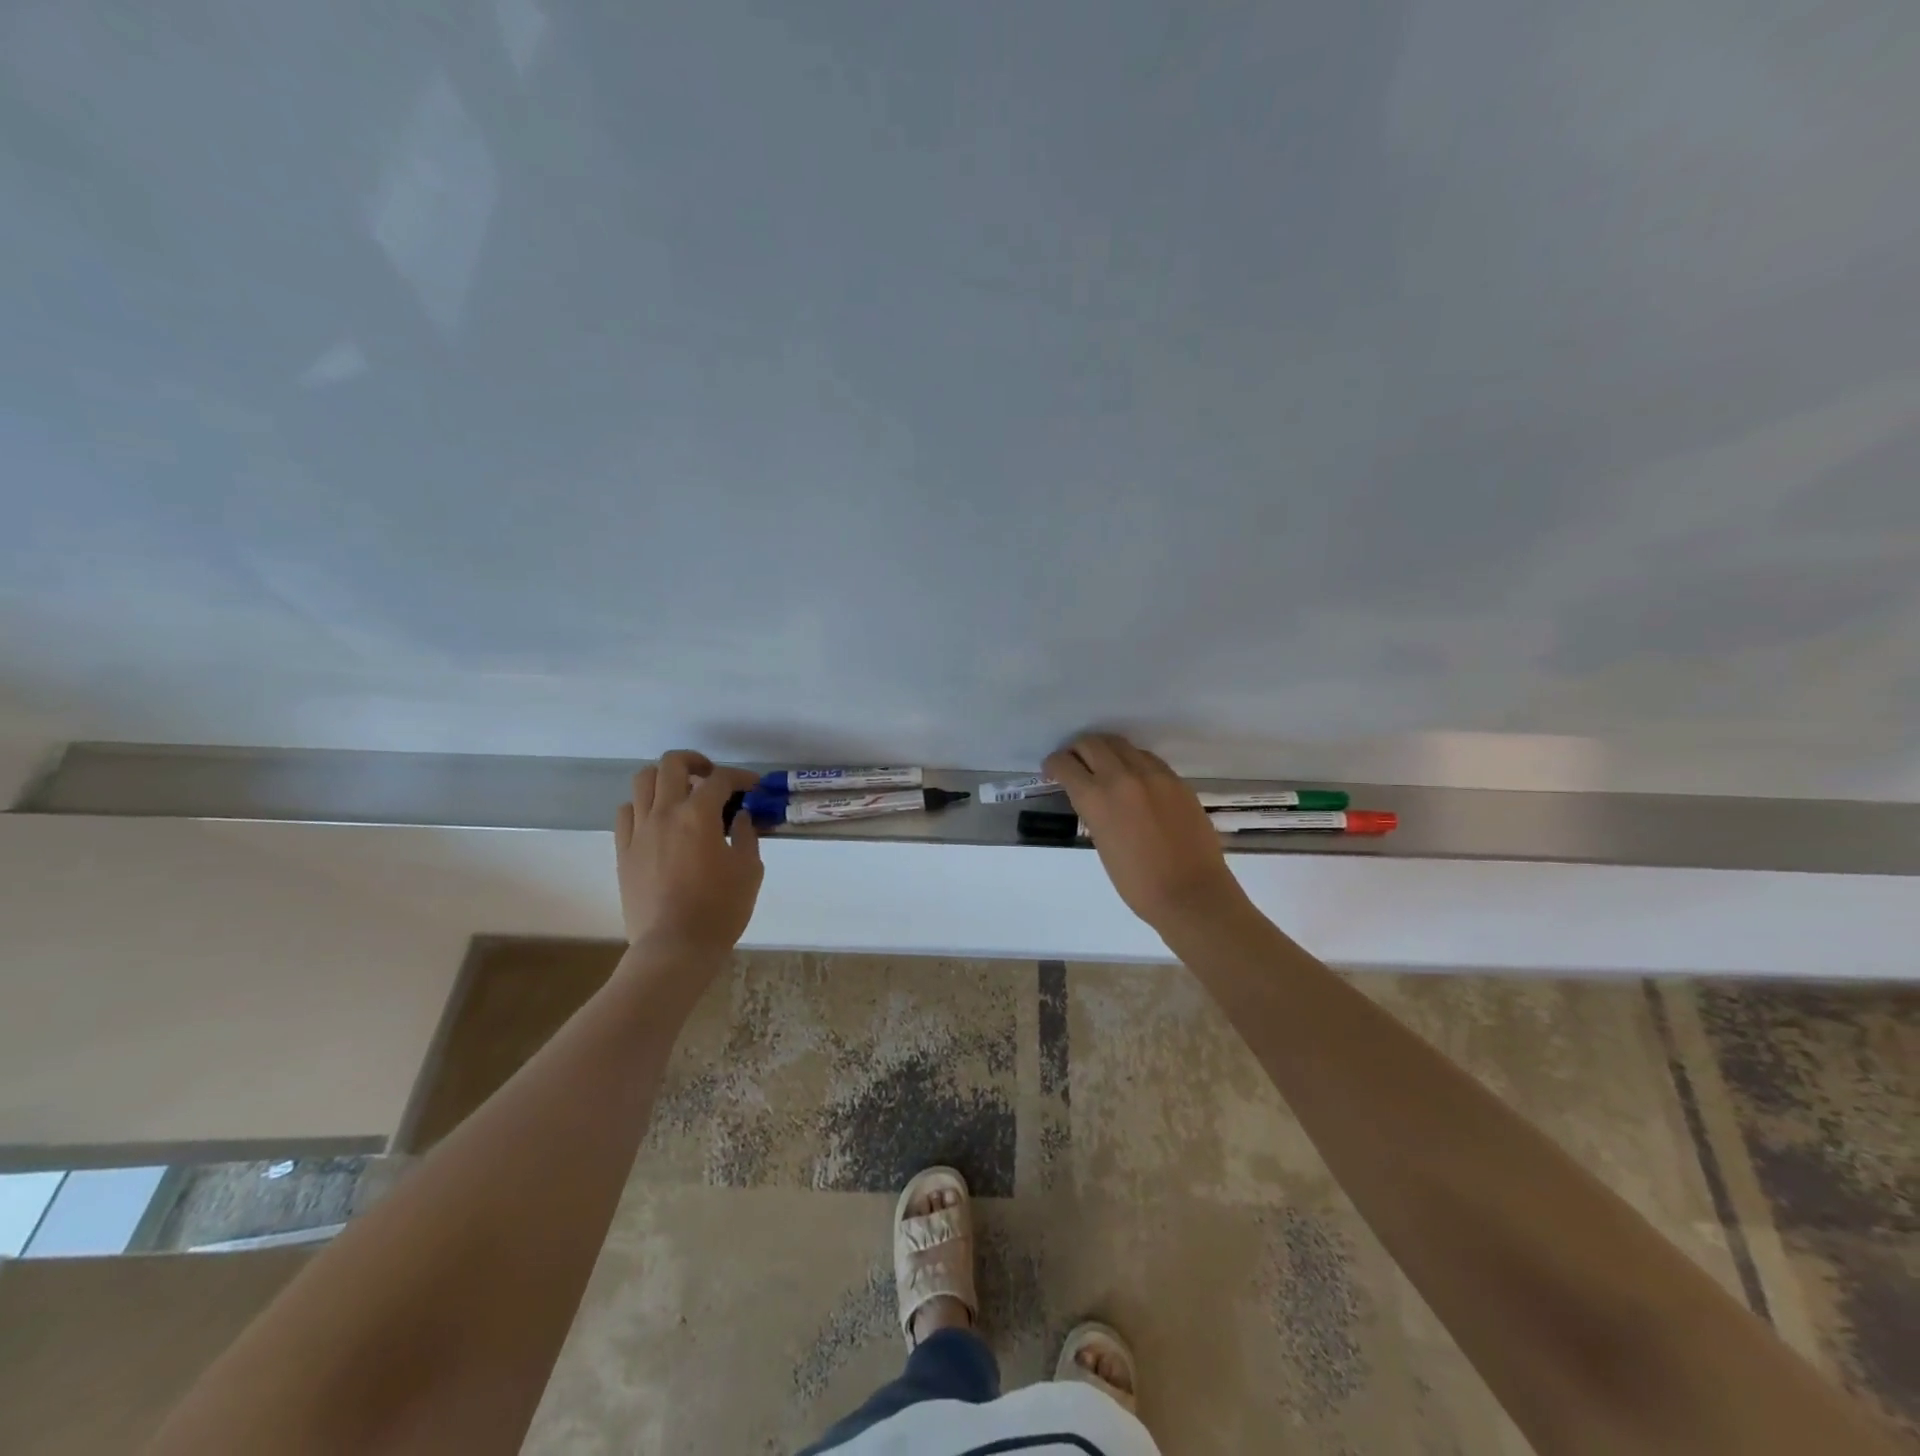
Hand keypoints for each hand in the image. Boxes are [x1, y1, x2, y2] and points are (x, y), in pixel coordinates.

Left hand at [615, 751, 763, 961]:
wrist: (674, 947)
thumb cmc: (720, 909)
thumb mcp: (749, 870)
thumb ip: (746, 836)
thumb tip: (740, 817)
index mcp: (699, 815)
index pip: (720, 779)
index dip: (740, 777)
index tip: (753, 787)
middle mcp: (665, 813)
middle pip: (672, 764)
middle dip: (695, 762)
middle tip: (711, 778)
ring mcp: (639, 831)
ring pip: (643, 781)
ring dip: (665, 779)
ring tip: (681, 794)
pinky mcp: (623, 851)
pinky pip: (626, 813)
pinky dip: (643, 806)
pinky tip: (658, 821)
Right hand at [1044, 733, 1250, 932]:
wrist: (1190, 893)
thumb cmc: (1137, 882)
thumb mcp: (1101, 842)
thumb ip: (1093, 811)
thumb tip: (1092, 796)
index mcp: (1097, 798)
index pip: (1065, 764)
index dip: (1053, 764)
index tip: (1052, 772)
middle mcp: (1123, 776)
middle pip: (1091, 743)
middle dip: (1077, 750)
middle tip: (1075, 764)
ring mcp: (1154, 775)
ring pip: (1121, 744)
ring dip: (1105, 751)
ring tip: (1104, 767)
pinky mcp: (1176, 780)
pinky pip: (1147, 758)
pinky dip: (1133, 761)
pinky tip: (1134, 778)